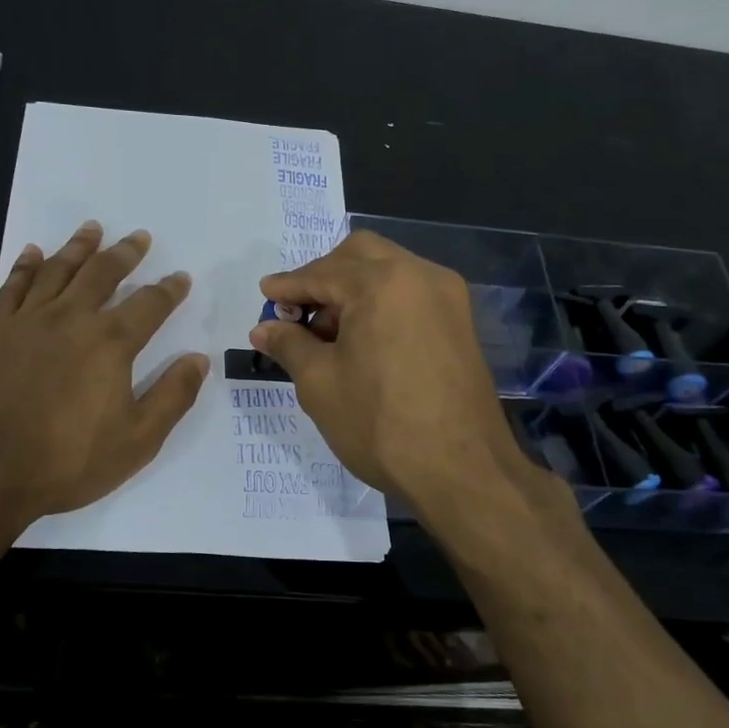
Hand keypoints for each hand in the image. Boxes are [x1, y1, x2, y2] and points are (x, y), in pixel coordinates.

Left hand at [0, 221, 208, 535]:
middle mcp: (71, 319)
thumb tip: (199, 359)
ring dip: (79, 247)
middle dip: (126, 253)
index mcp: (110, 343)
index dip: (169, 289)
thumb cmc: (67, 462)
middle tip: (139, 237)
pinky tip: (33, 253)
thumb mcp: (137, 440)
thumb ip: (173, 396)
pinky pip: (13, 287)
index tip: (180, 278)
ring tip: (93, 228)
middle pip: (103, 273)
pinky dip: (26, 266)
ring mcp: (27, 322)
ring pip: (58, 270)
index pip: (149, 304)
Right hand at [249, 231, 533, 519]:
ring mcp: (447, 297)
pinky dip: (381, 303)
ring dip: (353, 289)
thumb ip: (289, 344)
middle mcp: (420, 275)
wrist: (463, 472)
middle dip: (323, 276)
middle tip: (298, 311)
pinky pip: (411, 294)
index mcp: (382, 282)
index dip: (288, 286)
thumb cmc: (381, 424)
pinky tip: (362, 340)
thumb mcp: (320, 383)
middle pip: (360, 255)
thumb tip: (264, 328)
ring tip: (327, 333)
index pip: (322, 273)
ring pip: (389, 271)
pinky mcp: (460, 322)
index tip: (265, 296)